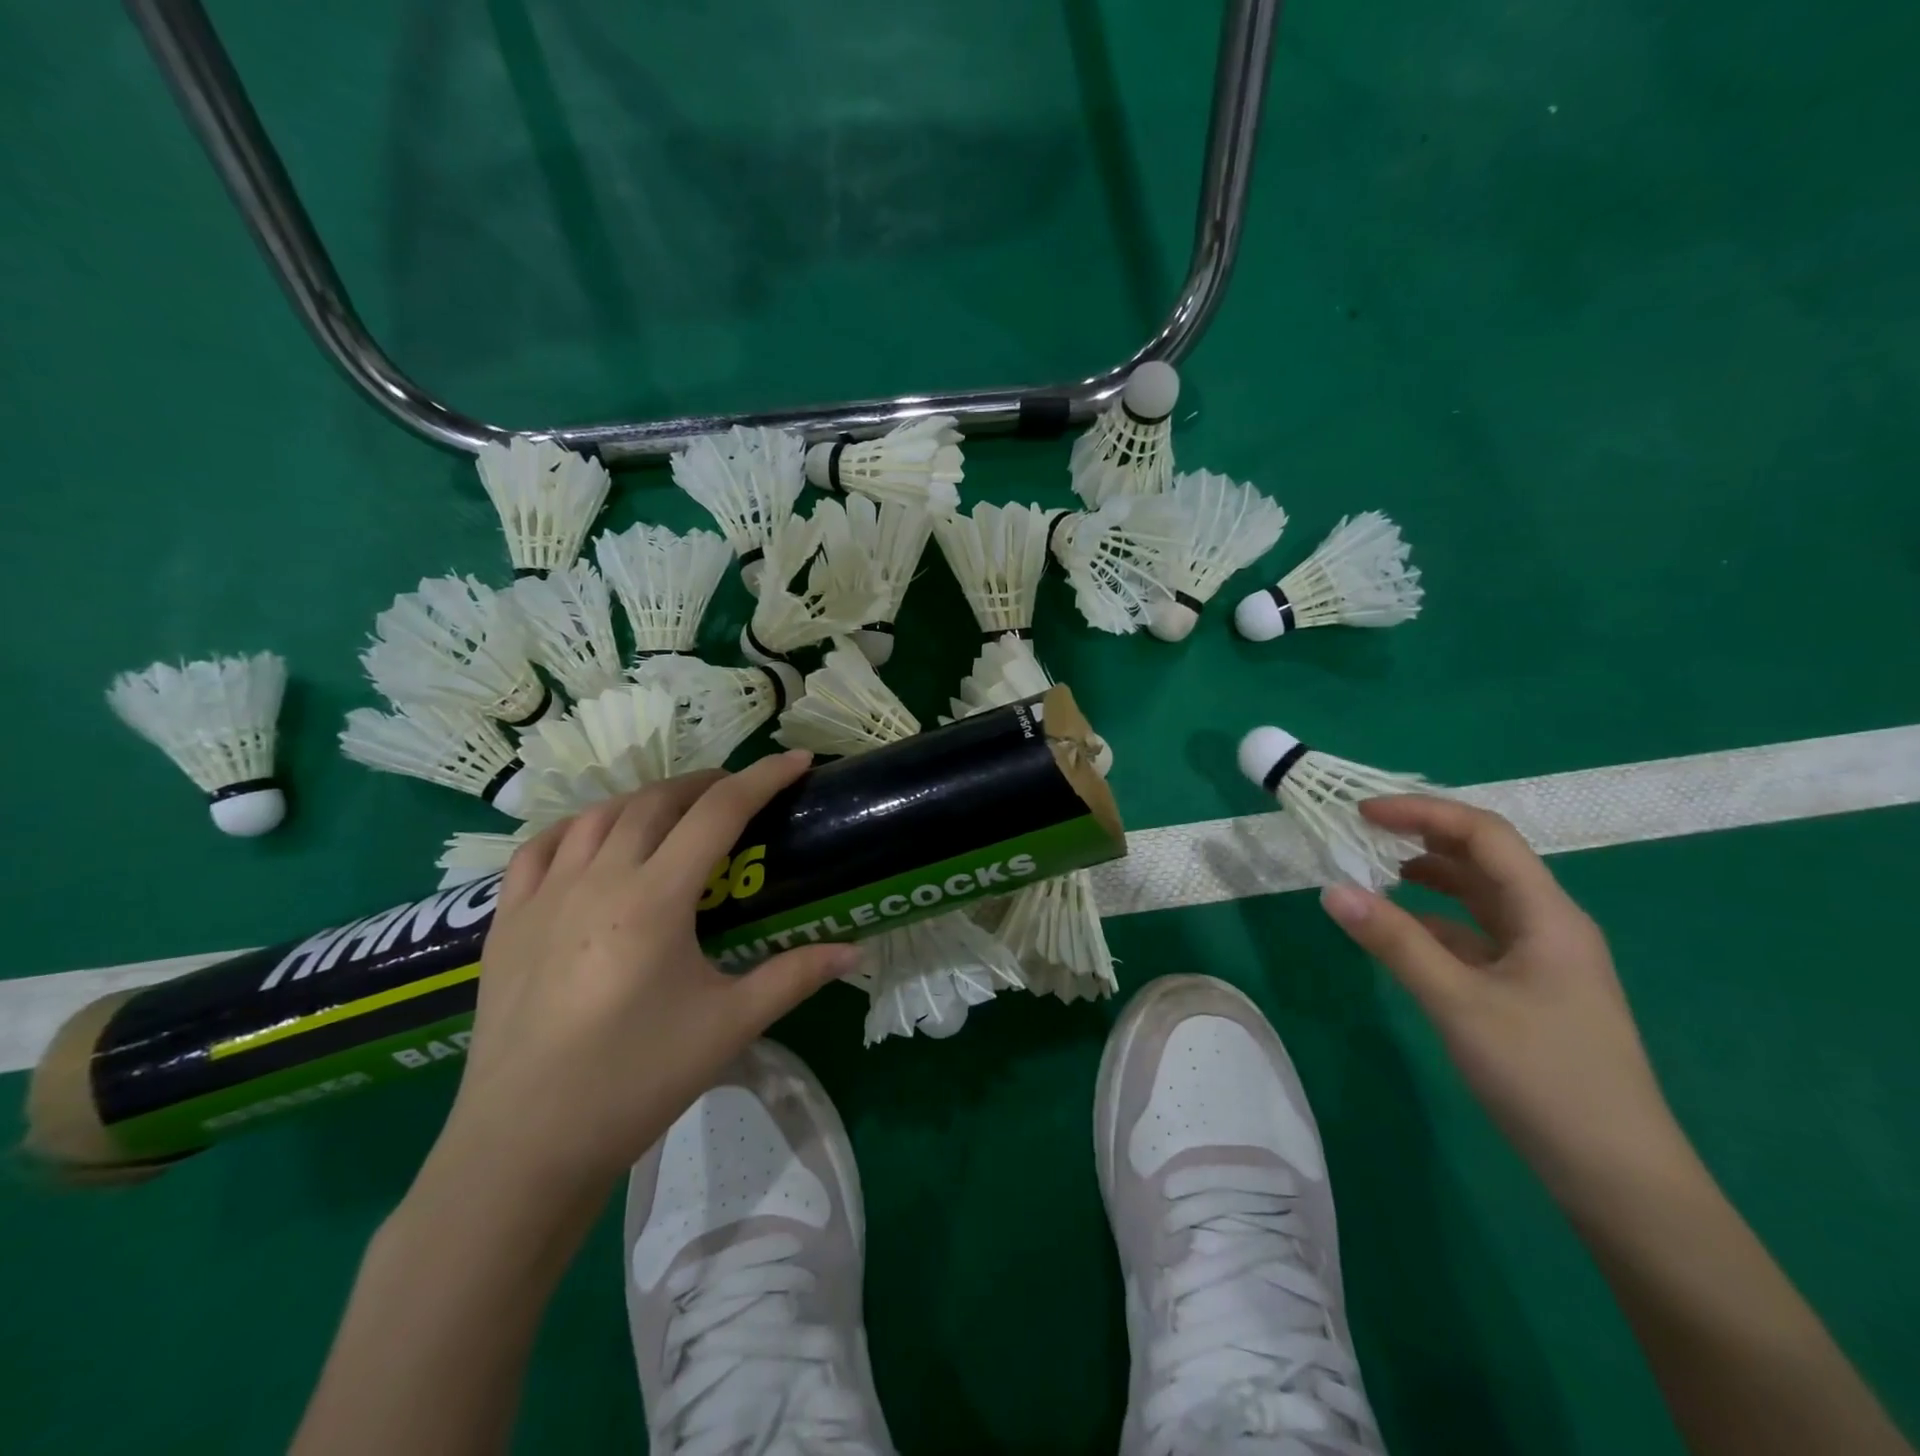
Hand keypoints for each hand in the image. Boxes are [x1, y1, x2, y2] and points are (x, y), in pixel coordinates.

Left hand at [432, 751, 859, 1201]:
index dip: (763, 779)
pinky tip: (591, 837)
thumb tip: (854, 951)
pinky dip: (575, 827)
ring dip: (645, 799)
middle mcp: (598, 879)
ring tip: (674, 811)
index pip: (719, 813)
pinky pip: (539, 850)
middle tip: (738, 792)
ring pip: (599, 815)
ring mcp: (544, 897)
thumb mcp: (728, 1026)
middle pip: (657, 801)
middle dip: (705, 784)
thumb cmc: (636, 1081)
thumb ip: (794, 976)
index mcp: (656, 899)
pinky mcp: (505, 922)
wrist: (524, 1146)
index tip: (796, 761)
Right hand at [1320, 796, 1691, 1206]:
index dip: (1423, 813)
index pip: (1484, 835)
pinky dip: (1432, 922)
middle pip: (1483, 859)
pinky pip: (1473, 936)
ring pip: (1478, 898)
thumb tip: (1331, 890)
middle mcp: (1548, 926)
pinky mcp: (1526, 991)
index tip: (1361, 813)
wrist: (1617, 1178)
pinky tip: (1398, 933)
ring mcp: (1540, 960)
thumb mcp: (1459, 1004)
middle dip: (1422, 837)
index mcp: (1547, 915)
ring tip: (1372, 872)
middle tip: (1360, 834)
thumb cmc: (1544, 1078)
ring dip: (1428, 878)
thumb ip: (1395, 942)